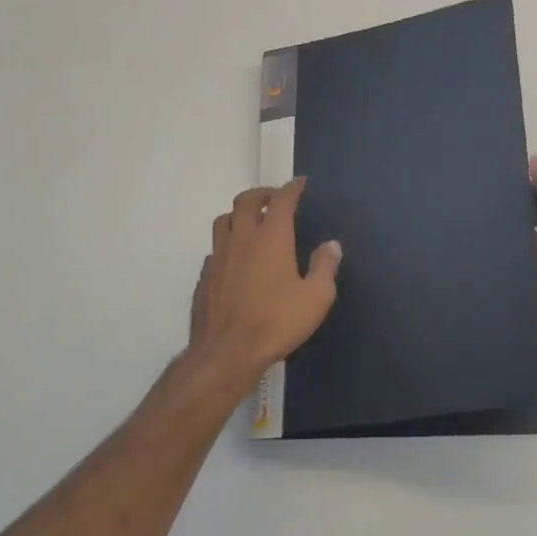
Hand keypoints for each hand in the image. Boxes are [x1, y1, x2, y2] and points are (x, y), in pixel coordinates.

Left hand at [187, 178, 341, 385]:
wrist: (227, 352)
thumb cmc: (276, 322)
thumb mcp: (316, 297)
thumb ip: (325, 267)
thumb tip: (331, 245)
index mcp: (271, 238)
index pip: (281, 200)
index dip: (292, 188)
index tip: (301, 183)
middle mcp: (242, 238)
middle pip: (246, 201)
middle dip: (263, 193)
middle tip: (275, 199)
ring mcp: (218, 257)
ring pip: (224, 220)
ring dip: (239, 214)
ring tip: (252, 223)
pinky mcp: (205, 277)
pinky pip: (215, 249)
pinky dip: (228, 244)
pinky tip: (236, 260)